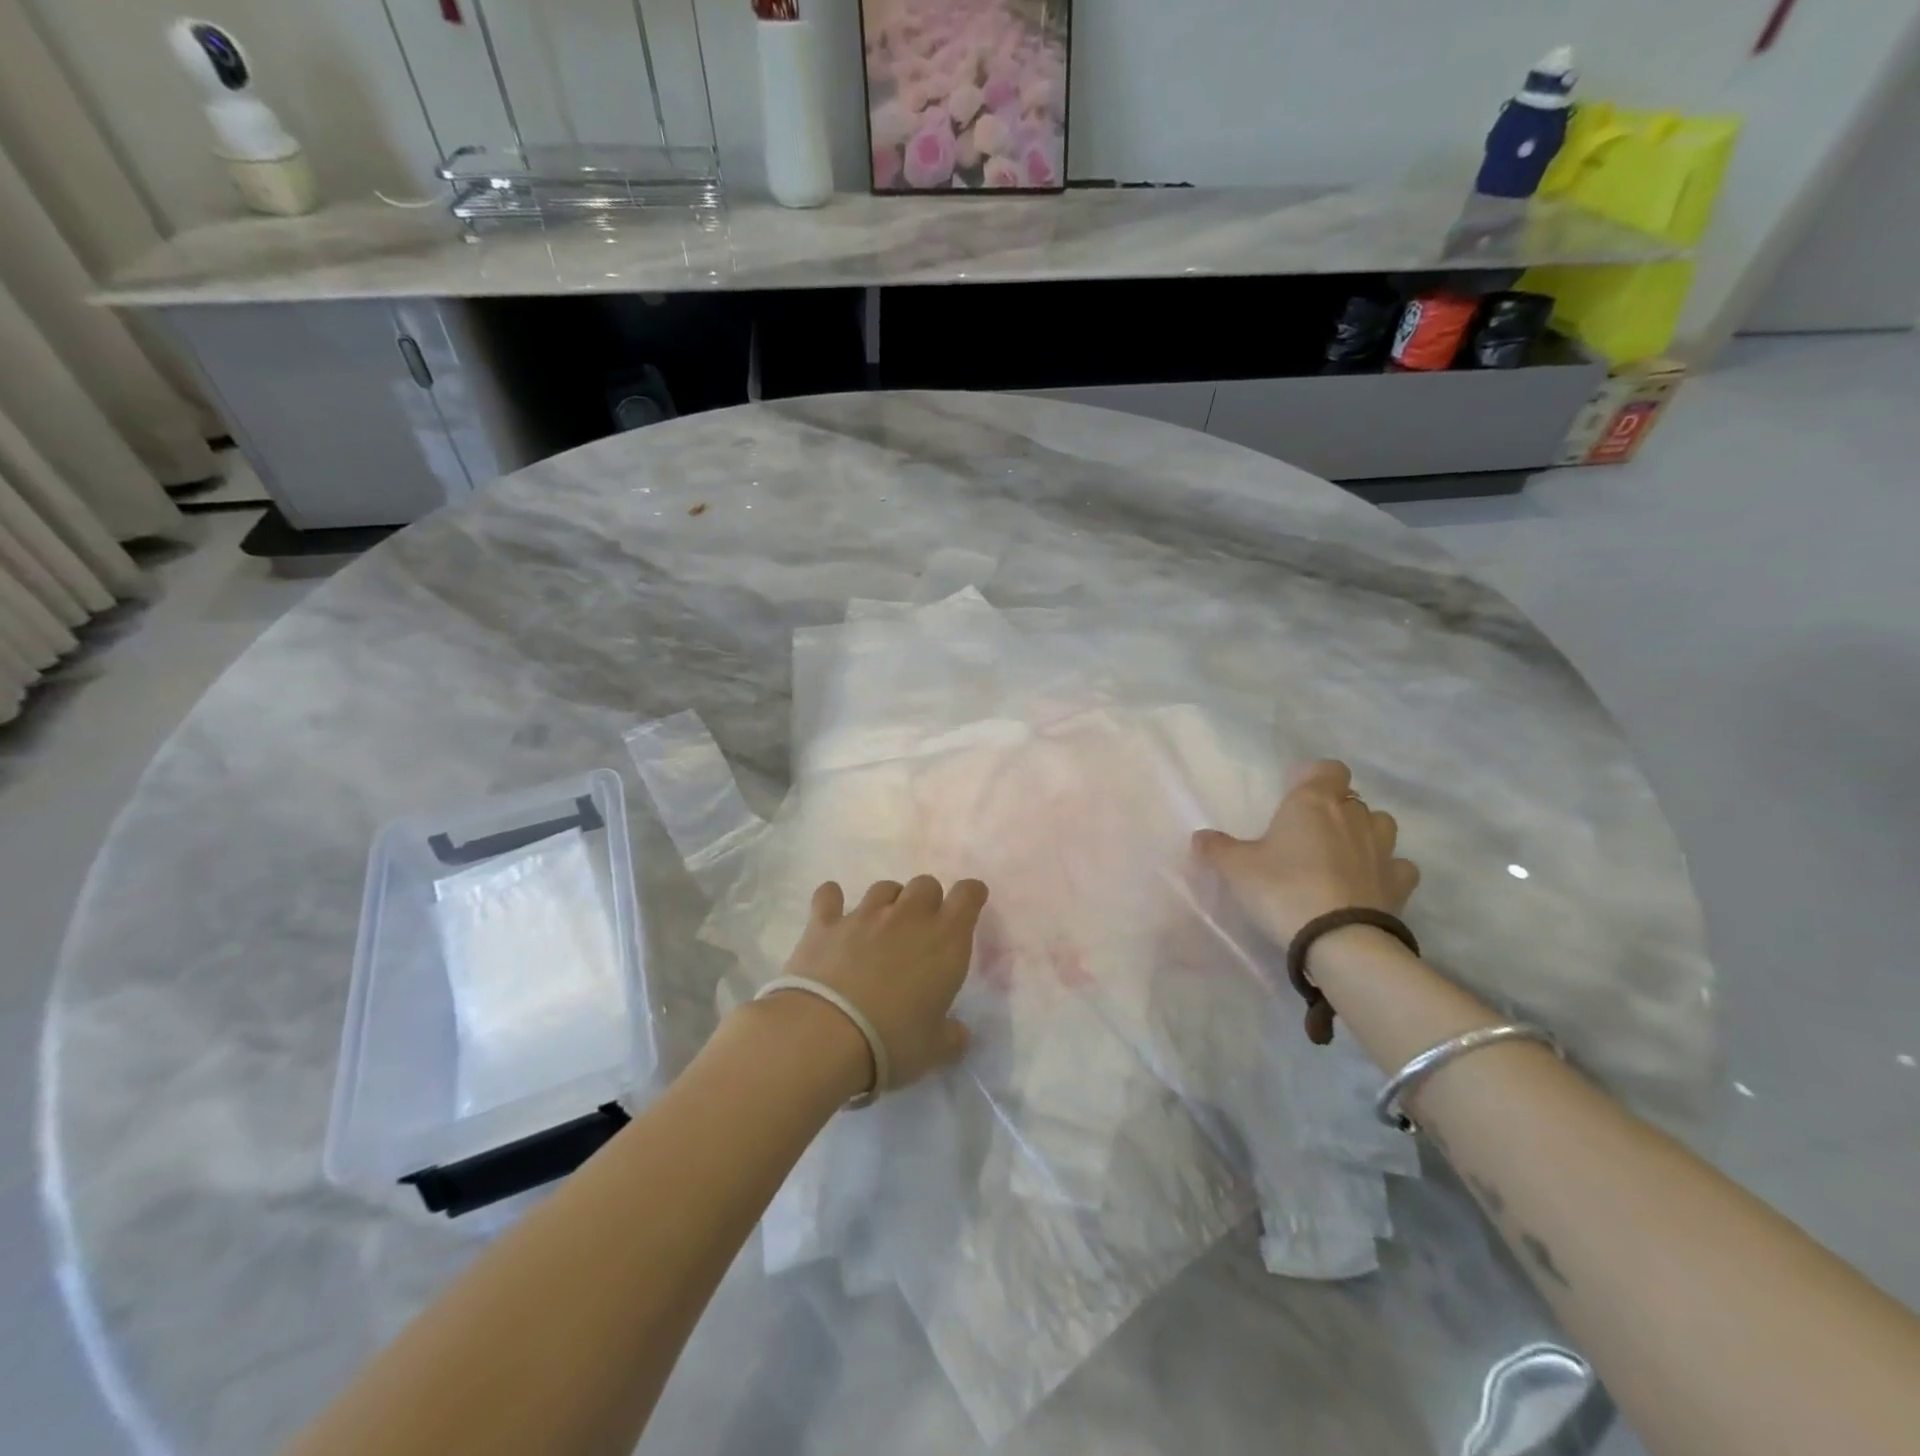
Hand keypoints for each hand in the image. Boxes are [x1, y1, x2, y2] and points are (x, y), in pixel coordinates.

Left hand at [774, 876, 987, 1094]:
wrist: (825, 1035)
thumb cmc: (893, 1041)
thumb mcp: (935, 1049)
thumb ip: (951, 1036)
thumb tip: (958, 1033)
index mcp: (945, 939)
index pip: (967, 895)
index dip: (971, 894)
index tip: (971, 902)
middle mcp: (908, 916)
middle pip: (925, 884)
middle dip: (927, 900)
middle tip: (921, 930)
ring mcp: (863, 915)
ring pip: (884, 888)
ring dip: (889, 901)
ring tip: (881, 925)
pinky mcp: (824, 924)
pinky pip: (829, 896)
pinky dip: (831, 899)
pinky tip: (831, 907)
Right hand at [1194, 760, 1419, 946]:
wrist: (1338, 939)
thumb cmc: (1282, 889)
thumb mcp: (1236, 869)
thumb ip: (1217, 849)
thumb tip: (1200, 837)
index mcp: (1313, 802)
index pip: (1328, 769)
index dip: (1315, 778)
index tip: (1296, 796)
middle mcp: (1353, 816)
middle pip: (1351, 798)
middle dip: (1335, 810)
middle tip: (1308, 834)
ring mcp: (1382, 849)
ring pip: (1380, 825)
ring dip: (1364, 834)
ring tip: (1341, 855)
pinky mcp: (1400, 883)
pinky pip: (1398, 866)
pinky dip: (1386, 870)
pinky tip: (1368, 883)